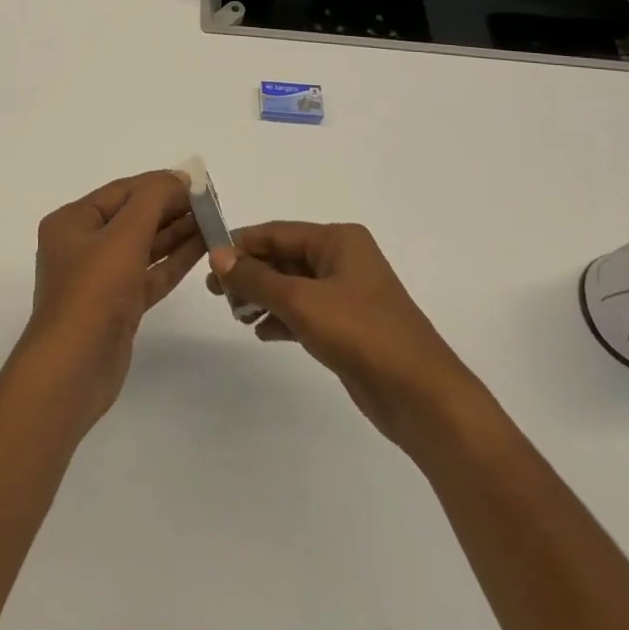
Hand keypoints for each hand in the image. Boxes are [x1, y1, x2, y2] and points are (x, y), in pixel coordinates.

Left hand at [18, 170, 206, 432]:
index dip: (159, 184)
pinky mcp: (118, 306)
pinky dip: (173, 261)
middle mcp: (83, 246)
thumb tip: (178, 178)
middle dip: (171, 208)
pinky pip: (149, 274)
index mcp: (72, 222)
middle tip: (211, 203)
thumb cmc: (93, 292)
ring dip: (177, 233)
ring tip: (213, 221)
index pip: (122, 191)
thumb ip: (153, 200)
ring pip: (144, 246)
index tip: (197, 182)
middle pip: (133, 217)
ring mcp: (101, 278)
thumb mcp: (124, 236)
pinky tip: (201, 248)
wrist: (72, 371)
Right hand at [208, 222, 471, 450]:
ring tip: (235, 314)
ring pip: (293, 286)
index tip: (207, 259)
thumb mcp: (302, 302)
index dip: (241, 244)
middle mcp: (343, 259)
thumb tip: (218, 255)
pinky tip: (261, 332)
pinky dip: (282, 318)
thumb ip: (257, 278)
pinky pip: (305, 312)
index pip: (277, 233)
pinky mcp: (348, 327)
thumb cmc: (362, 334)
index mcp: (339, 240)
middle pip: (284, 258)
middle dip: (250, 273)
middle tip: (215, 292)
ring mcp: (347, 294)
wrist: (421, 397)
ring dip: (263, 297)